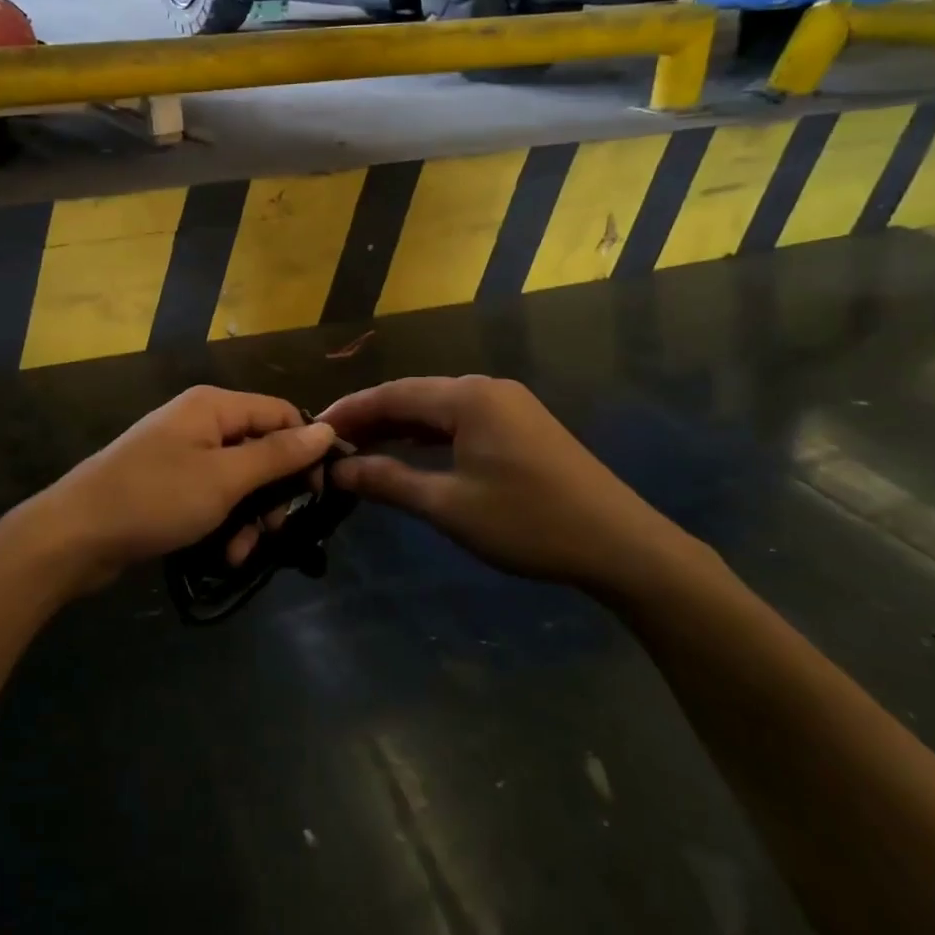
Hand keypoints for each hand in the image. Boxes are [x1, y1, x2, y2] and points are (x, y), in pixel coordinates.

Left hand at [22, 386, 337, 593]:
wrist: (74, 535)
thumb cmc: (155, 498)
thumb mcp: (224, 478)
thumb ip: (277, 455)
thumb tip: (327, 430)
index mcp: (214, 406)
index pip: (281, 414)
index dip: (305, 449)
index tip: (319, 492)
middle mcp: (201, 422)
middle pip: (261, 449)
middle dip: (273, 493)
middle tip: (275, 529)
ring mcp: (183, 455)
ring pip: (240, 480)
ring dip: (249, 517)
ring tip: (241, 550)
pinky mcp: (170, 486)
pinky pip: (213, 497)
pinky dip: (224, 523)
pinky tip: (223, 554)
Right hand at [319, 376, 699, 600]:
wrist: (621, 545)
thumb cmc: (529, 523)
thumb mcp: (450, 506)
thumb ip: (389, 481)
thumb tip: (338, 471)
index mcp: (468, 397)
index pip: (392, 394)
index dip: (349, 411)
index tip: (313, 430)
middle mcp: (487, 389)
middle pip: (414, 396)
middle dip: (371, 419)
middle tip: (330, 445)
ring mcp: (508, 405)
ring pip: (437, 409)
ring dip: (399, 428)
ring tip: (359, 450)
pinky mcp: (521, 426)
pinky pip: (461, 421)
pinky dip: (429, 436)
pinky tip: (409, 453)